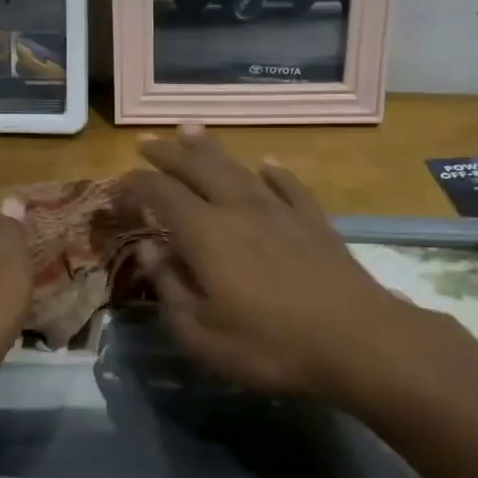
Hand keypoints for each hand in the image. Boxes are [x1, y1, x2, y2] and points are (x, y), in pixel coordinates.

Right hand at [122, 128, 436, 397]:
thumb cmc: (271, 345)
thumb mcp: (203, 334)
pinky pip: (288, 186)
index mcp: (206, 234)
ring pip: (238, 169)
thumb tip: (150, 250)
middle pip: (198, 168)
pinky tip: (266, 165)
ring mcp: (281, 211)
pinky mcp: (314, 222)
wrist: (357, 341)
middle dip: (168, 154)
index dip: (137, 185)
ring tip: (191, 132)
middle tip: (147, 142)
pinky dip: (273, 173)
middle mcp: (239, 209)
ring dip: (211, 150)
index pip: (162, 194)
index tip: (120, 183)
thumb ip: (171, 289)